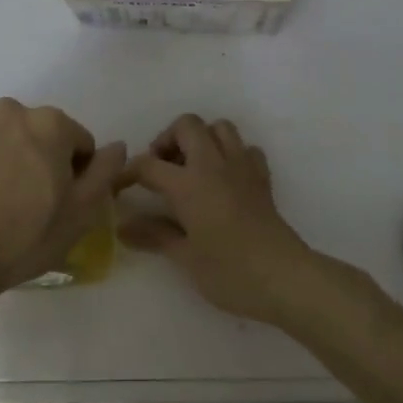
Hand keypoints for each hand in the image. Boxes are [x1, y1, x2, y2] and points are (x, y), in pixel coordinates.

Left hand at [0, 99, 126, 304]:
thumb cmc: (22, 236)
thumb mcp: (79, 213)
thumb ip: (105, 172)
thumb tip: (118, 146)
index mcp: (50, 123)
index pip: (78, 142)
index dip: (75, 173)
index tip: (59, 202)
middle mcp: (12, 110)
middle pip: (38, 134)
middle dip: (38, 159)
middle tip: (27, 203)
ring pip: (2, 136)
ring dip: (5, 156)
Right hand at [119, 114, 314, 322]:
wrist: (283, 277)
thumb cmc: (229, 271)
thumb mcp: (185, 257)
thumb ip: (154, 235)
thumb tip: (123, 226)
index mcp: (189, 183)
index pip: (149, 164)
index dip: (128, 172)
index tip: (119, 187)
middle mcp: (214, 164)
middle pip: (187, 125)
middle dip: (168, 139)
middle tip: (161, 169)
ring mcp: (241, 166)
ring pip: (219, 127)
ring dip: (202, 139)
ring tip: (192, 168)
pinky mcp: (262, 176)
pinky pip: (245, 148)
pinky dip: (232, 154)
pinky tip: (225, 178)